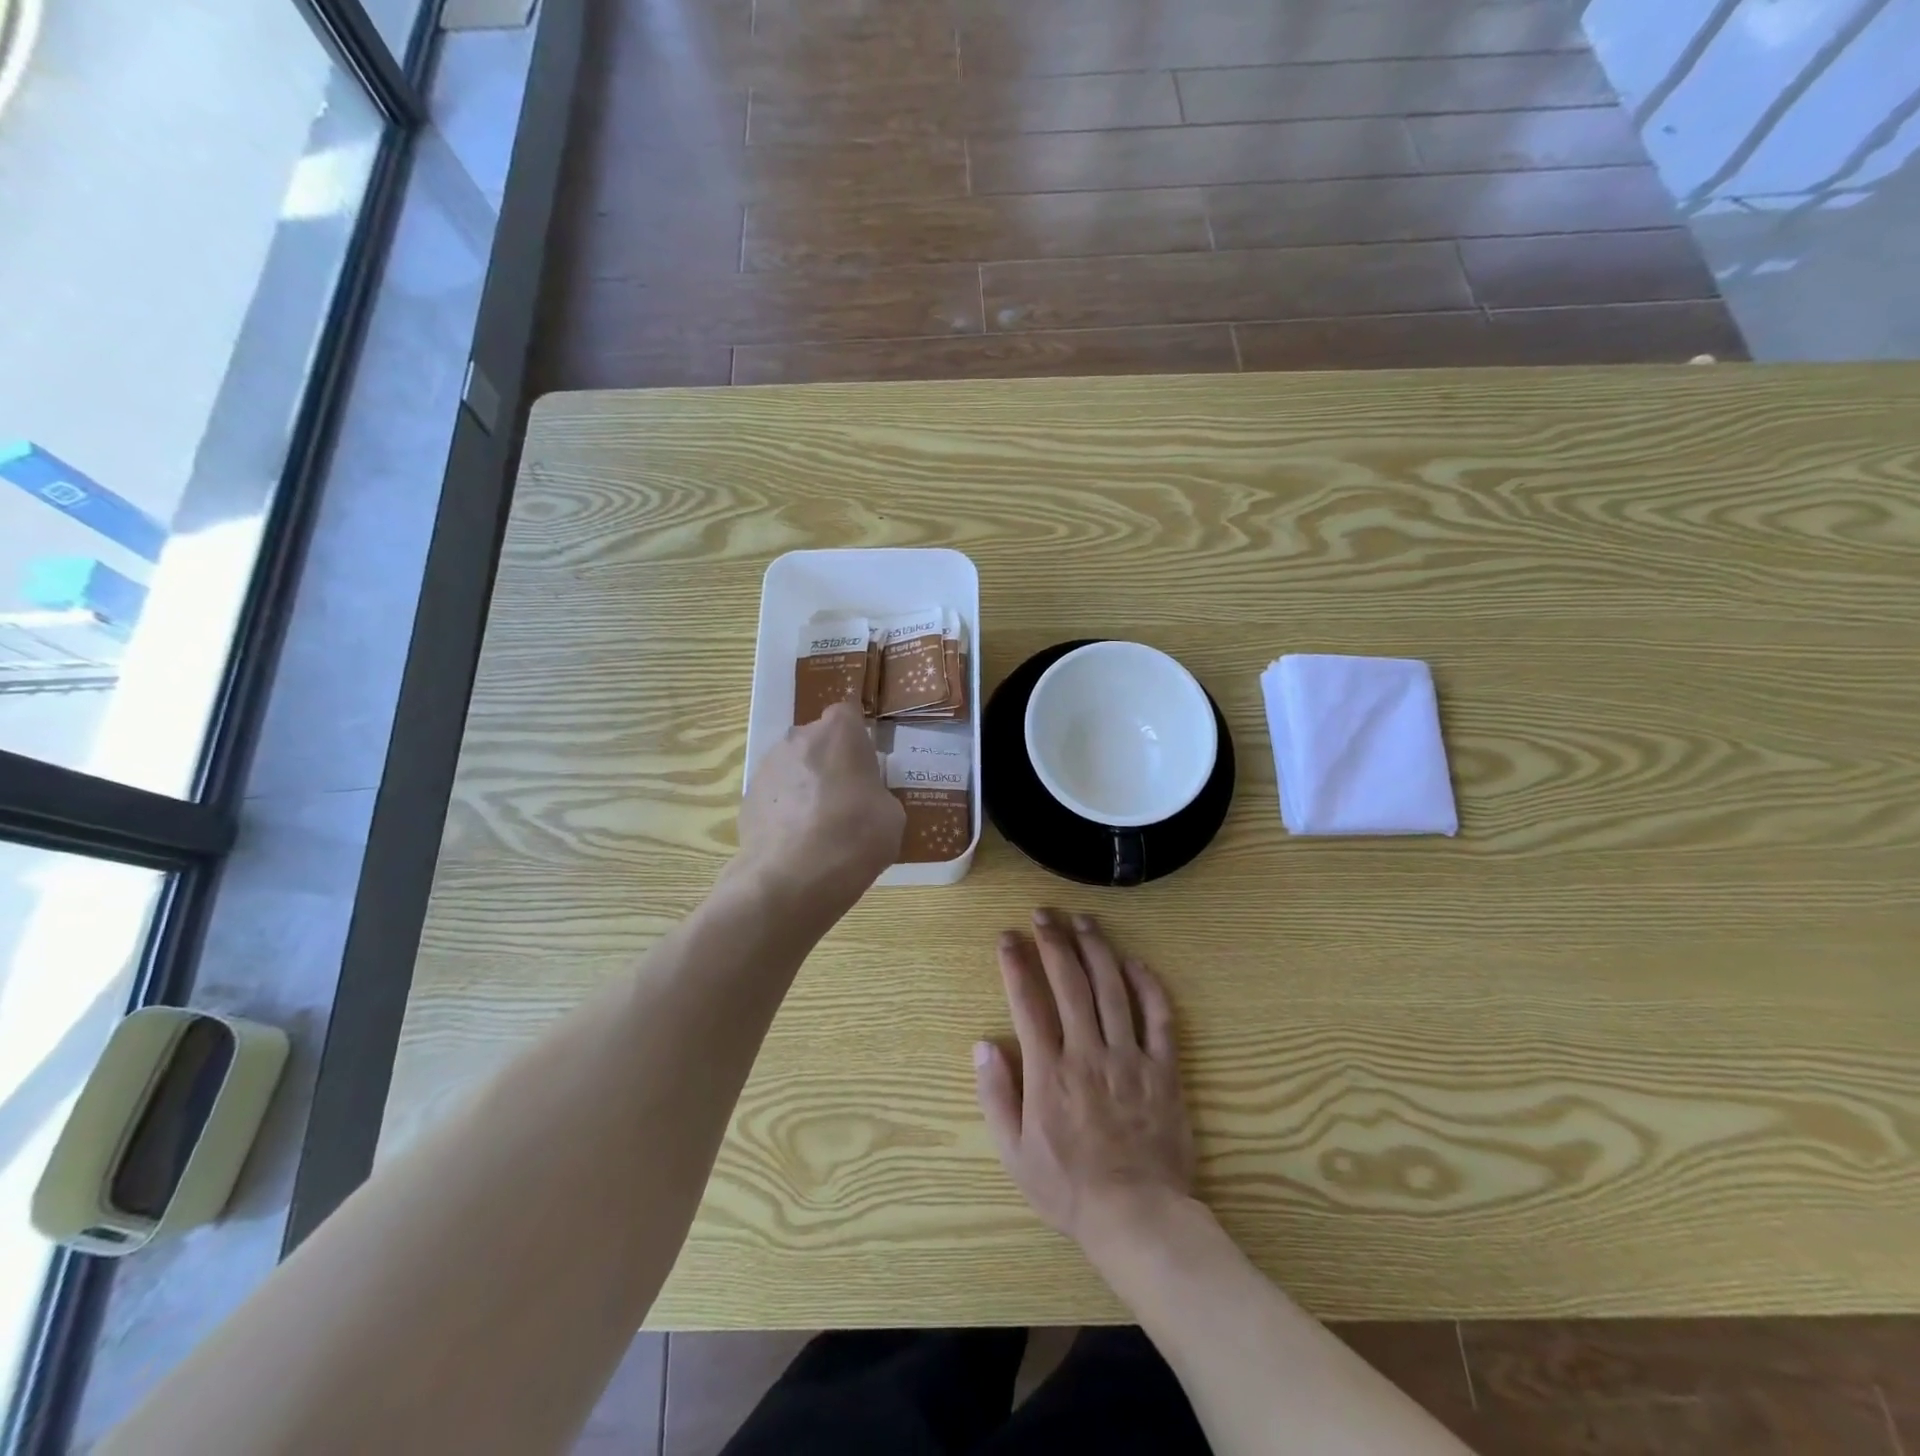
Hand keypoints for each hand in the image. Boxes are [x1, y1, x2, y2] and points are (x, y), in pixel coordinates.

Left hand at [736, 702, 903, 908]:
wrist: (791, 878)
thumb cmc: (854, 836)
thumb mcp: (891, 816)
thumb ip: (878, 794)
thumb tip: (865, 800)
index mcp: (839, 732)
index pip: (848, 714)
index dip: (857, 737)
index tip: (866, 763)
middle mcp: (798, 737)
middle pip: (818, 740)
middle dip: (830, 761)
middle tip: (847, 797)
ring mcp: (767, 767)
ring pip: (794, 767)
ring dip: (806, 785)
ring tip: (819, 825)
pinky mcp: (747, 798)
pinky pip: (776, 796)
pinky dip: (786, 810)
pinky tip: (797, 842)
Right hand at [974, 910, 1195, 1255]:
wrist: (1137, 1216)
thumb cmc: (1068, 1187)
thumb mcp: (1014, 1152)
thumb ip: (996, 1095)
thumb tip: (983, 1044)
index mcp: (1048, 1071)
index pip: (1028, 1002)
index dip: (1016, 963)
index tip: (1008, 937)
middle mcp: (1087, 1052)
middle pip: (1070, 983)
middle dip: (1054, 941)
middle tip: (1044, 913)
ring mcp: (1129, 1057)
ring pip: (1112, 989)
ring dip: (1096, 949)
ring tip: (1083, 920)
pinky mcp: (1163, 1069)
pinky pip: (1159, 1018)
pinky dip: (1148, 985)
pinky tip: (1134, 962)